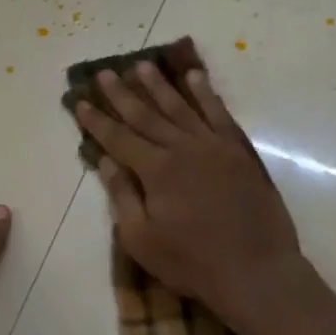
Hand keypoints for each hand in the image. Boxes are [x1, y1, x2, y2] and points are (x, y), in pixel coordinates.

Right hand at [75, 63, 305, 328]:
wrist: (255, 270)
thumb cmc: (192, 262)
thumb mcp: (142, 240)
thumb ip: (124, 196)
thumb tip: (106, 161)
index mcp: (156, 170)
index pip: (119, 138)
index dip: (97, 121)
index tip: (80, 101)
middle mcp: (184, 148)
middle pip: (147, 115)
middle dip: (123, 94)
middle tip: (105, 72)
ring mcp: (215, 146)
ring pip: (182, 107)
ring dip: (160, 85)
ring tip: (142, 65)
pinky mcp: (240, 152)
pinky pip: (219, 114)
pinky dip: (206, 94)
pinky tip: (195, 78)